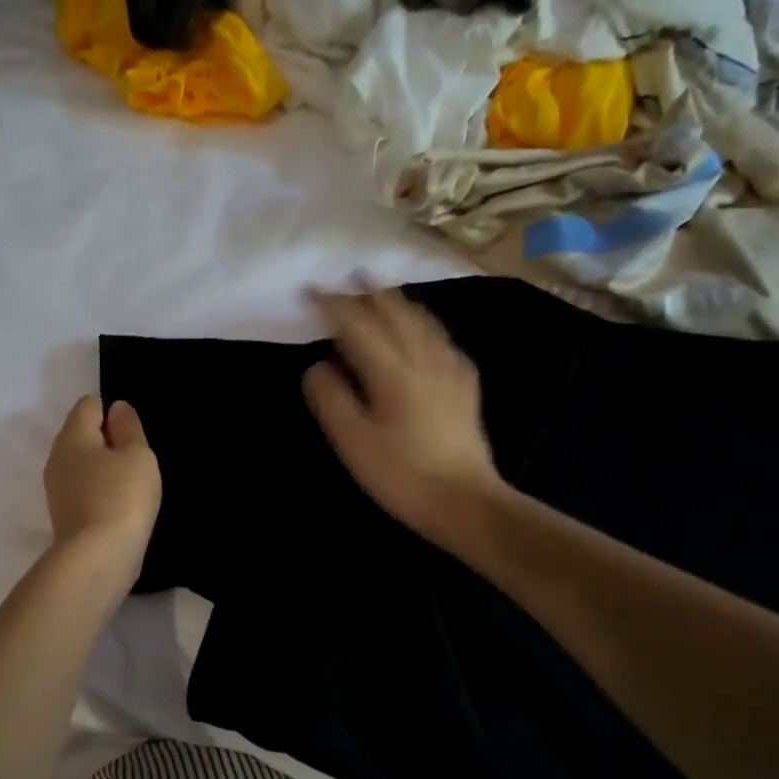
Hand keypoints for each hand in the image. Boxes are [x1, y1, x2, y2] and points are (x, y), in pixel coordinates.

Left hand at [43, 395, 161, 588]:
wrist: (97, 558)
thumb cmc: (122, 497)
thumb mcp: (137, 455)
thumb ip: (128, 428)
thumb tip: (116, 409)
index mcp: (72, 436)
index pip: (88, 404)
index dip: (113, 411)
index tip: (134, 434)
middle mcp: (57, 457)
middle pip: (82, 434)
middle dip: (108, 440)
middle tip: (137, 459)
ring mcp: (57, 489)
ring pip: (82, 464)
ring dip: (105, 468)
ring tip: (132, 484)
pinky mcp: (64, 514)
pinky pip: (84, 489)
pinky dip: (101, 491)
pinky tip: (120, 505)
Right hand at [303, 288, 505, 540]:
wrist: (464, 502)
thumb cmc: (402, 476)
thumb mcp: (354, 443)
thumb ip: (332, 399)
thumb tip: (318, 367)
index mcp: (394, 372)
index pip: (359, 325)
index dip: (334, 304)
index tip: (313, 289)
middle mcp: (425, 359)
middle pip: (396, 312)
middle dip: (369, 292)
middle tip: (349, 276)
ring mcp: (450, 369)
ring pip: (422, 320)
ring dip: (397, 302)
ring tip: (380, 293)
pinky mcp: (465, 384)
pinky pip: (440, 338)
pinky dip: (421, 324)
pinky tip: (418, 332)